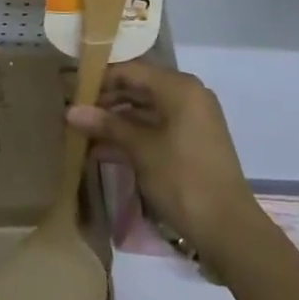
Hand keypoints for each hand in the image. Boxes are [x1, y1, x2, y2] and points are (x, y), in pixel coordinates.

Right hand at [68, 61, 264, 266]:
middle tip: (75, 112)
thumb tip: (70, 111)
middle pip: (139, 87)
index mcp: (179, 87)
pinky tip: (104, 148)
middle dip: (106, 100)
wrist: (228, 230)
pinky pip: (156, 127)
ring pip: (146, 109)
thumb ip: (106, 125)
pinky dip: (133, 135)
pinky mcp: (192, 142)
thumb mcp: (140, 150)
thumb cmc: (183, 179)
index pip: (131, 70)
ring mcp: (192, 119)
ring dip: (116, 120)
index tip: (72, 89)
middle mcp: (188, 95)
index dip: (100, 78)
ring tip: (83, 131)